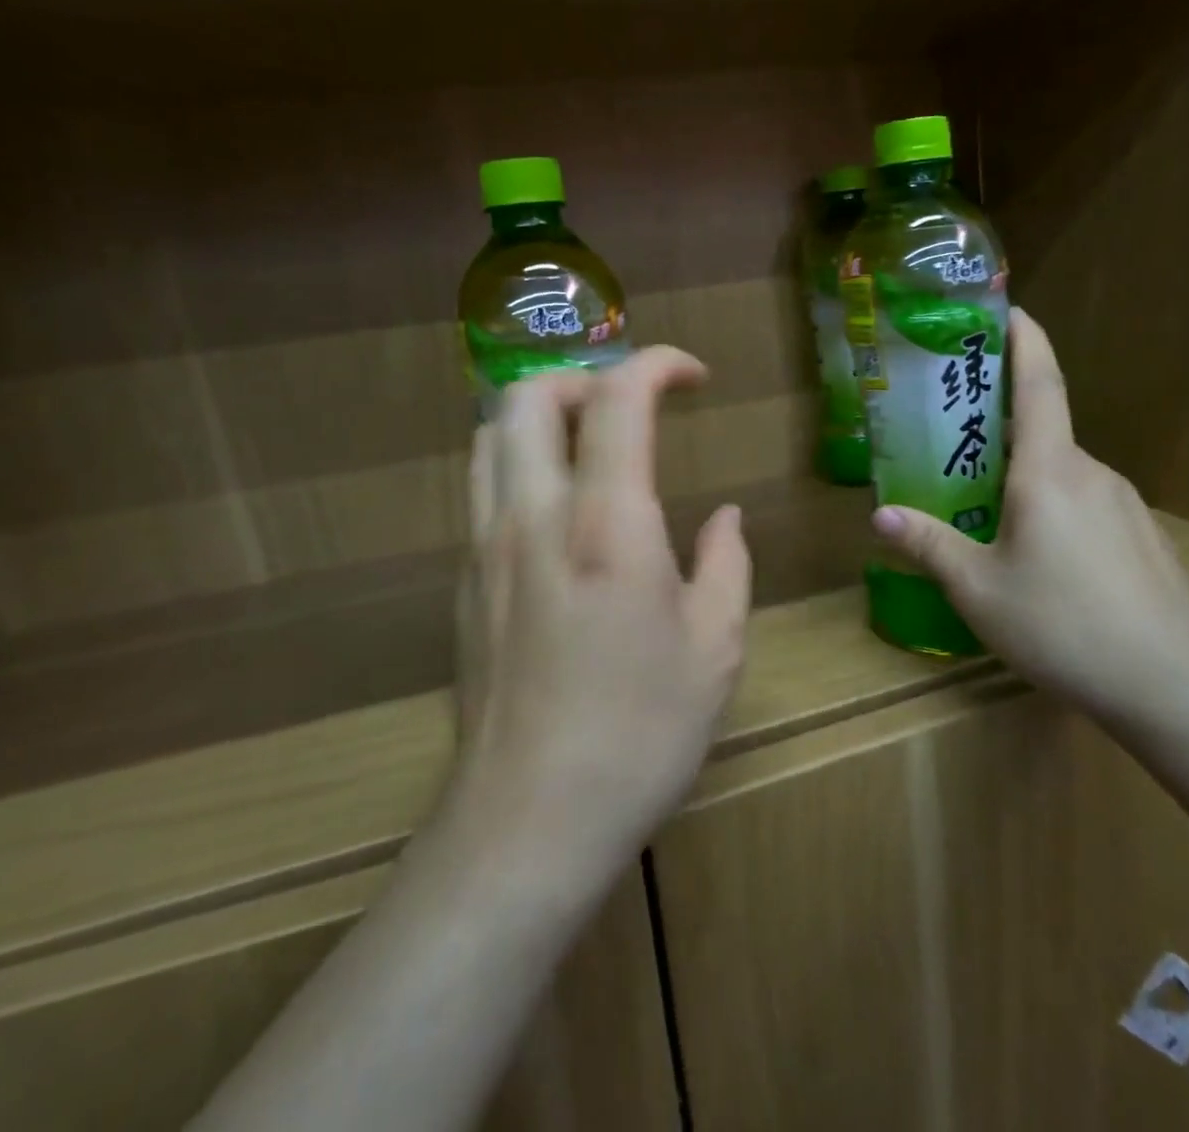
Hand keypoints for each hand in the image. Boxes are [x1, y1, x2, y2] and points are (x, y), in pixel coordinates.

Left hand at [450, 348, 751, 875]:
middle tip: (634, 410)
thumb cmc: (640, 735)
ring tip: (592, 446)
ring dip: (543, 417)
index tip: (695, 377)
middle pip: (528, 395)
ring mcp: (484, 547)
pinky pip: (482, 488)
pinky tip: (560, 514)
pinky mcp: (463, 582)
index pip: (617, 398)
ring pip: (489, 436)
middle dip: (586, 379)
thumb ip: (725, 564)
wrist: (527, 824)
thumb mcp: (716, 648)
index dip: (658, 364)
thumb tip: (724, 519)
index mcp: (605, 524)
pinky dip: (520, 464)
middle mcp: (532, 516)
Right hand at [871, 308, 1188, 714]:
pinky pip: (1084, 503)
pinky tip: (1037, 553)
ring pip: (1062, 472)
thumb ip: (929, 545)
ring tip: (985, 504)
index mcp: (1049, 470)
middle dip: (1001, 423)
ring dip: (1024, 474)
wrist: (1172, 687)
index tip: (1010, 310)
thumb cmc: (1062, 624)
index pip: (1039, 384)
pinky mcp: (1140, 536)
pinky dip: (1051, 505)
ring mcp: (1123, 504)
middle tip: (956, 435)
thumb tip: (880, 517)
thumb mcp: (977, 589)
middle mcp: (1090, 472)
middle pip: (1043, 430)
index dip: (1025, 340)